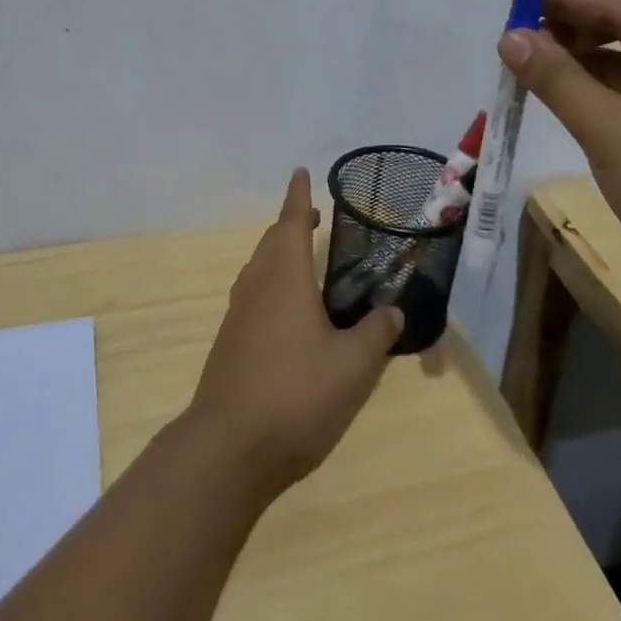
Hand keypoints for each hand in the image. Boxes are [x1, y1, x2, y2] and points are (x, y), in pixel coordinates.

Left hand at [186, 169, 404, 494]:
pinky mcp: (231, 342)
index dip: (299, 196)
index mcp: (284, 278)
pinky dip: (272, 283)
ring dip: (280, 253)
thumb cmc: (295, 395)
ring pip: (259, 268)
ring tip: (304, 259)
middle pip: (272, 242)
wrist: (229, 448)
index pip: (292, 222)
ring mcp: (238, 314)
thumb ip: (375, 334)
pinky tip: (288, 311)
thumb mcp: (353, 367)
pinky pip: (254, 294)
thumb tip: (391, 312)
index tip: (301, 172)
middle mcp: (257, 286)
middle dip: (291, 223)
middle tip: (314, 218)